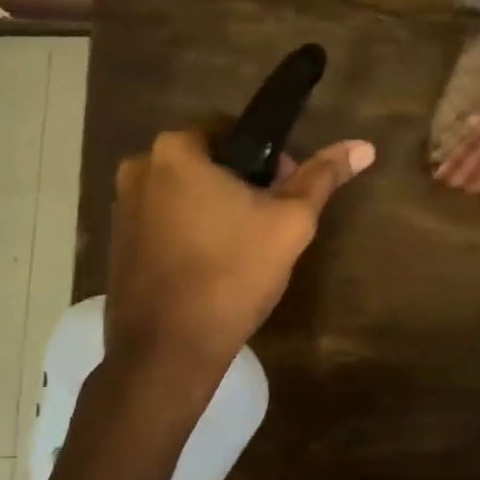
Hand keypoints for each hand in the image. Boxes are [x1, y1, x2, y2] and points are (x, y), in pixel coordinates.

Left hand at [105, 127, 374, 372]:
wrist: (168, 350)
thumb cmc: (232, 274)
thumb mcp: (289, 223)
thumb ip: (322, 178)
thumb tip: (363, 146)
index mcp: (175, 150)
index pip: (229, 129)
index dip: (265, 155)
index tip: (283, 189)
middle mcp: (139, 168)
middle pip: (203, 162)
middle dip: (238, 183)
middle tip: (267, 222)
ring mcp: (120, 208)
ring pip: (181, 194)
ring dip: (211, 208)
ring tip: (240, 248)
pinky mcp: (116, 245)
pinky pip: (161, 222)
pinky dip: (186, 232)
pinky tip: (209, 266)